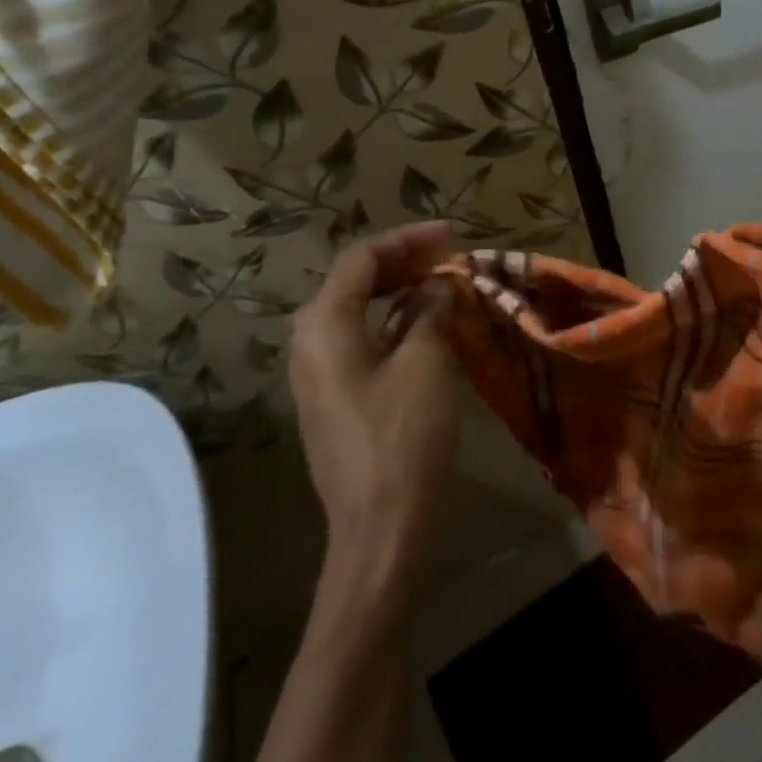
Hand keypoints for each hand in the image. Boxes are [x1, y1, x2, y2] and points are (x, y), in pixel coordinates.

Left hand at [288, 221, 459, 593]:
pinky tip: (428, 326)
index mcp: (323, 325)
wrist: (381, 527)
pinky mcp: (337, 398)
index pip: (360, 259)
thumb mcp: (427, 364)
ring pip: (360, 312)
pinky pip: (364, 342)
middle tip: (450, 257)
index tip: (451, 234)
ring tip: (444, 284)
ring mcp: (319, 373)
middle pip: (354, 282)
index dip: (406, 239)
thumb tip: (439, 284)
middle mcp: (310, 342)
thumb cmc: (403, 439)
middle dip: (403, 263)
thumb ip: (431, 311)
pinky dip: (396, 324)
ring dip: (401, 293)